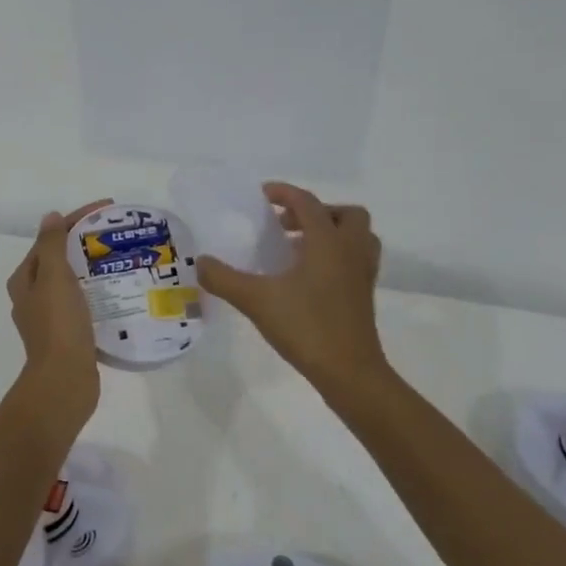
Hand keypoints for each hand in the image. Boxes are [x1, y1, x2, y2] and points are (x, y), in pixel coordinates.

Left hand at [6, 201, 108, 423]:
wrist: (65, 380)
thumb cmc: (59, 325)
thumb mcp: (54, 277)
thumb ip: (51, 245)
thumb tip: (50, 216)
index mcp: (24, 280)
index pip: (49, 238)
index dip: (76, 220)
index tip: (107, 209)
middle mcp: (32, 297)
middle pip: (59, 259)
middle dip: (86, 243)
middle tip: (117, 234)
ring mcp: (49, 318)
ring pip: (72, 282)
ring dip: (93, 268)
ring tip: (122, 259)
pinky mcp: (67, 335)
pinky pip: (83, 303)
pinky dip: (97, 293)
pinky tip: (118, 292)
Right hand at [197, 183, 388, 393]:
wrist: (350, 371)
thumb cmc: (306, 327)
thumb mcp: (256, 300)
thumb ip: (224, 279)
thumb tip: (200, 262)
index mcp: (328, 242)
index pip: (308, 203)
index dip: (285, 193)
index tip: (263, 195)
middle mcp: (351, 251)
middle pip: (345, 215)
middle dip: (317, 212)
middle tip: (287, 226)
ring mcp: (362, 274)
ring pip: (357, 237)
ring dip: (332, 233)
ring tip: (300, 248)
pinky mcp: (365, 295)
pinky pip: (356, 260)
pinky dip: (337, 256)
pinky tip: (309, 277)